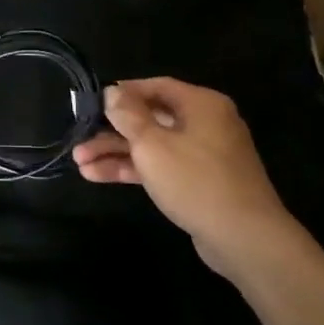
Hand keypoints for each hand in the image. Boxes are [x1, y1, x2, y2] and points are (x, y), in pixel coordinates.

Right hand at [73, 79, 296, 276]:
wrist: (244, 238)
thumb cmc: (196, 181)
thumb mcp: (153, 145)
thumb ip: (128, 116)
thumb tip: (112, 92)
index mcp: (201, 104)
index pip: (155, 86)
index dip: (121, 93)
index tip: (92, 102)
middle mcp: (205, 123)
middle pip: (150, 118)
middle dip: (112, 130)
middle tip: (79, 138)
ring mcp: (203, 154)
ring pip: (152, 145)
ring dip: (116, 152)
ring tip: (79, 163)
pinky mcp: (199, 182)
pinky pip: (162, 166)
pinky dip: (134, 169)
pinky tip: (99, 176)